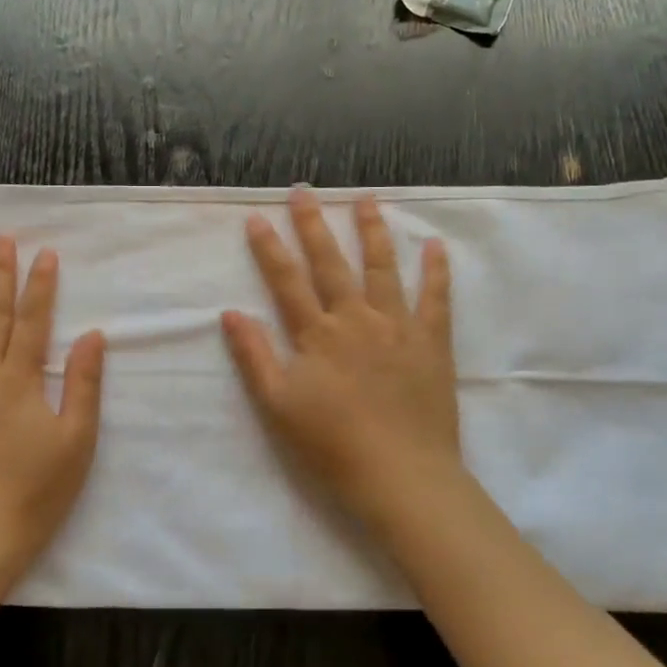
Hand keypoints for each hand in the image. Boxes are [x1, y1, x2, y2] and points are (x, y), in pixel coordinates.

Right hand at [222, 189, 460, 530]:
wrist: (401, 476)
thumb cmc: (332, 446)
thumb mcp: (278, 406)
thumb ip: (254, 356)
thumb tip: (231, 313)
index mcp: (317, 335)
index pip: (287, 281)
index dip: (269, 249)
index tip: (257, 217)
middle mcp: (356, 319)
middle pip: (331, 263)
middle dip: (314, 225)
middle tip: (304, 190)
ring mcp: (397, 327)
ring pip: (383, 268)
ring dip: (372, 231)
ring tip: (367, 199)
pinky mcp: (432, 342)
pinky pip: (435, 298)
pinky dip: (436, 270)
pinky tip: (435, 245)